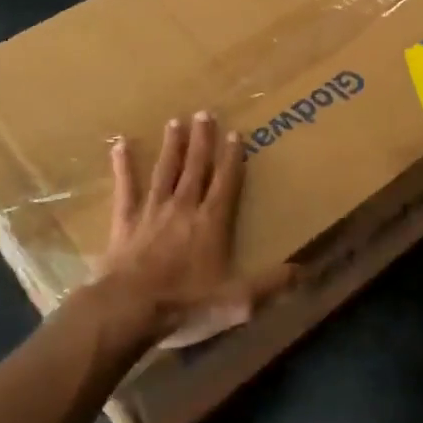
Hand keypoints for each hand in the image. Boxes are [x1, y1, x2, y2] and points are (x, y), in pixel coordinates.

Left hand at [93, 112, 294, 348]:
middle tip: (204, 113)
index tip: (235, 133)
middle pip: (195, 168)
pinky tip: (120, 144)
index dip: (232, 158)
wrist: (128, 310)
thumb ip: (269, 285)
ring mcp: (151, 212)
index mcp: (211, 223)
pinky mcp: (124, 222)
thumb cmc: (185, 304)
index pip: (226, 183)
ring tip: (175, 122)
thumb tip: (302, 271)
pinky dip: (123, 166)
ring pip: (165, 171)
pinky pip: (125, 188)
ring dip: (172, 146)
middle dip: (202, 140)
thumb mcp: (236, 302)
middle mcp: (183, 208)